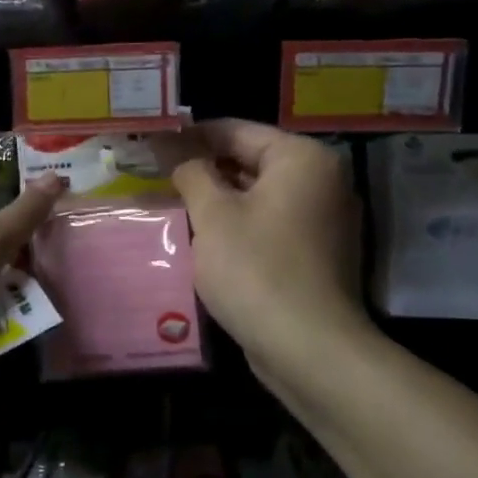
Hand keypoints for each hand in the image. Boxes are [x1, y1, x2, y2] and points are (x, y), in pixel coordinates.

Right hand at [167, 119, 365, 372]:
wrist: (308, 347)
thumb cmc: (256, 270)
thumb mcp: (214, 216)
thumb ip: (192, 174)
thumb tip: (176, 151)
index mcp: (303, 159)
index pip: (237, 131)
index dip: (191, 136)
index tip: (153, 143)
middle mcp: (323, 180)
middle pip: (251, 160)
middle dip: (205, 168)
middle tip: (158, 174)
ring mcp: (324, 219)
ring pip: (259, 195)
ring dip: (219, 198)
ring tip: (173, 202)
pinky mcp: (317, 253)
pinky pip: (271, 223)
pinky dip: (240, 224)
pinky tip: (204, 236)